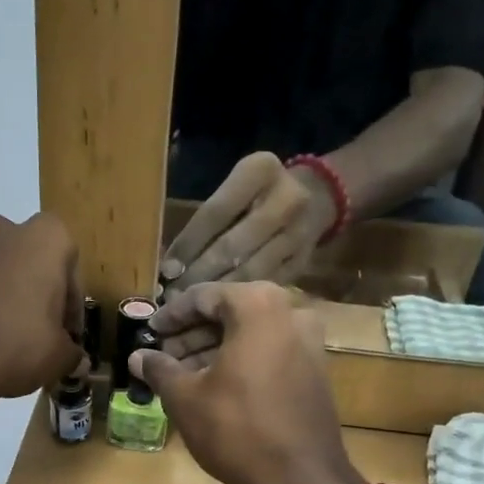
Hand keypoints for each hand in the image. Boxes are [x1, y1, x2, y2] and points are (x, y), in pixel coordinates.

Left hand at [0, 213, 86, 419]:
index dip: (72, 306)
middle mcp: (3, 232)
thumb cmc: (15, 345)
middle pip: (32, 263)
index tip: (68, 335)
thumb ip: (73, 353)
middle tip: (41, 333)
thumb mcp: (60, 357)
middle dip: (38, 294)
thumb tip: (76, 360)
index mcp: (43, 239)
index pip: (71, 268)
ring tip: (9, 342)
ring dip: (8, 299)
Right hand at [131, 282, 361, 483]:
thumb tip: (138, 357)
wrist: (299, 480)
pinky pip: (270, 354)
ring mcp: (310, 343)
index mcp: (258, 306)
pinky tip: (215, 387)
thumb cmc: (236, 429)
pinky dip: (241, 362)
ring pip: (251, 335)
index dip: (171, 316)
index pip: (204, 297)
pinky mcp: (316, 372)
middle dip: (194, 334)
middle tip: (164, 355)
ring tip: (183, 374)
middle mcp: (291, 313)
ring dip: (215, 349)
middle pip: (230, 313)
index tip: (150, 332)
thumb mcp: (185, 397)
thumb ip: (159, 368)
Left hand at [159, 151, 337, 293]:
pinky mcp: (302, 262)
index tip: (167, 270)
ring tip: (189, 308)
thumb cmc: (256, 195)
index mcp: (261, 171)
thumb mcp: (235, 188)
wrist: (316, 197)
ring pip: (249, 271)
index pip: (215, 213)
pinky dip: (238, 299)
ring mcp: (299, 233)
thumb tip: (171, 265)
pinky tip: (217, 312)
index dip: (188, 245)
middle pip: (232, 246)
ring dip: (216, 293)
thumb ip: (207, 220)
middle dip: (199, 275)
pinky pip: (263, 286)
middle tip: (173, 297)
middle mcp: (286, 199)